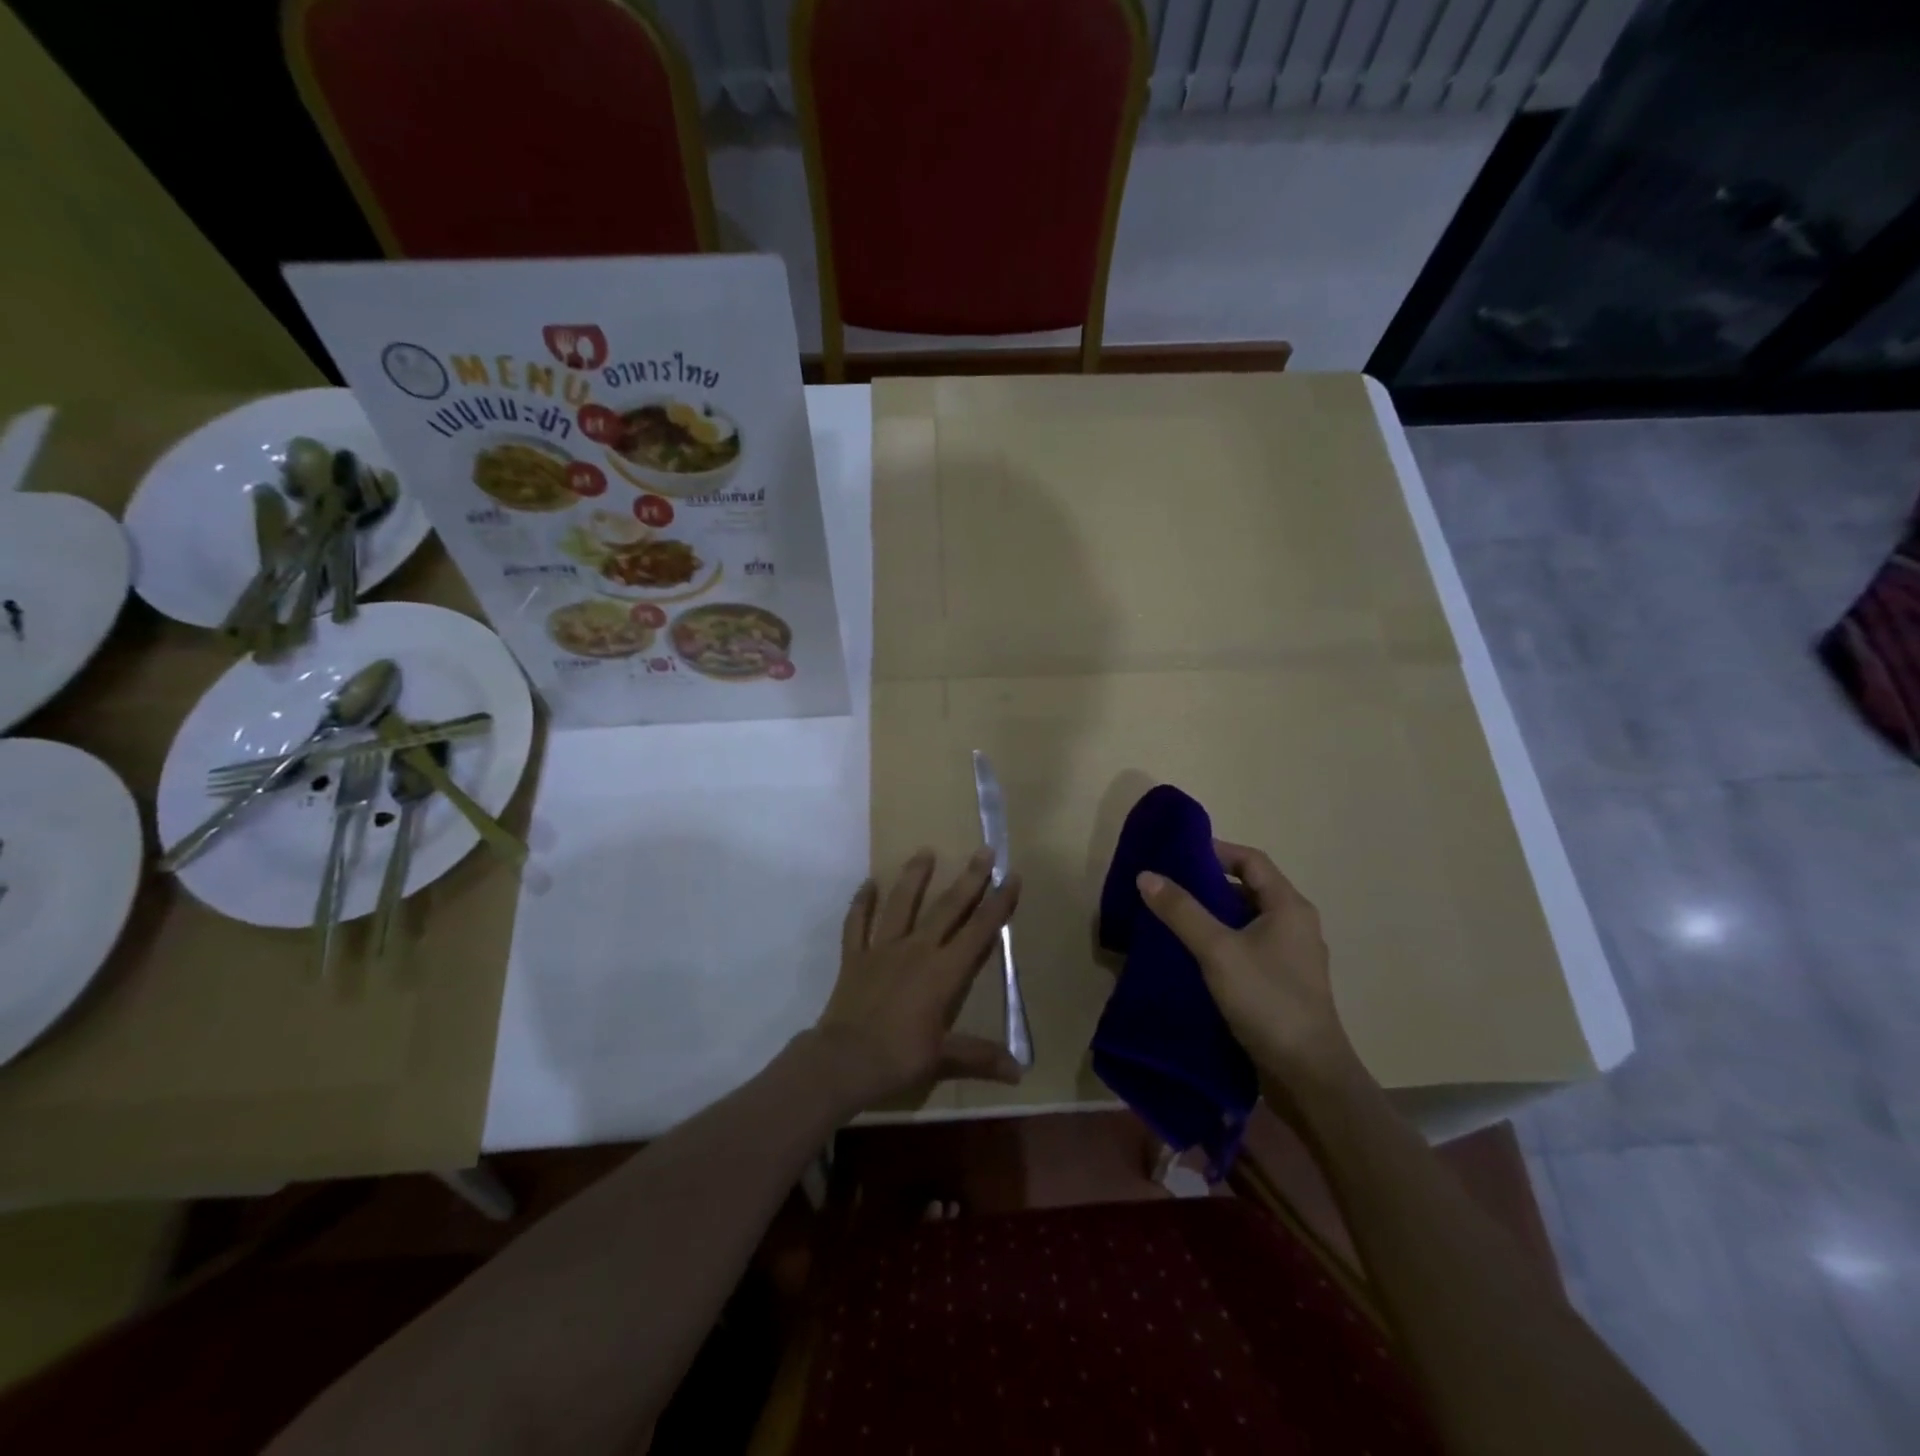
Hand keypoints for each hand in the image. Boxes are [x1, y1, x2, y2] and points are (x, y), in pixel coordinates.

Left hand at [808, 849, 1023, 1115]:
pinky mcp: (855, 956)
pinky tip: (867, 883)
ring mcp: (882, 949)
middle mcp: (916, 950)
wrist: (843, 1062)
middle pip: (947, 908)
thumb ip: (980, 1057)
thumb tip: (1020, 1071)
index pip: (978, 931)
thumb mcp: (944, 1060)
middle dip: (969, 879)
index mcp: (943, 972)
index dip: (998, 904)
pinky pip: (857, 923)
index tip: (1011, 876)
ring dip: (914, 877)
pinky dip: (861, 903)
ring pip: (901, 904)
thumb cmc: (898, 1059)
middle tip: (983, 851)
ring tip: (924, 851)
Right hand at [1137, 842, 1359, 1086]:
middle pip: (1248, 890)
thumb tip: (1146, 875)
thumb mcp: (1218, 950)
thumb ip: (1182, 911)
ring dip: (1211, 917)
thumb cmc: (1268, 1001)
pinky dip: (1220, 944)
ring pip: (1245, 922)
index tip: (1177, 855)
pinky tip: (1191, 957)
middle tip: (1166, 887)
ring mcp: (1290, 957)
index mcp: (1288, 907)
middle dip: (1207, 885)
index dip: (1216, 851)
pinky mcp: (1281, 985)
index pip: (1250, 860)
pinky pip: (1247, 950)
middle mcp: (1295, 925)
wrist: (1308, 1076)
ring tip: (1171, 920)